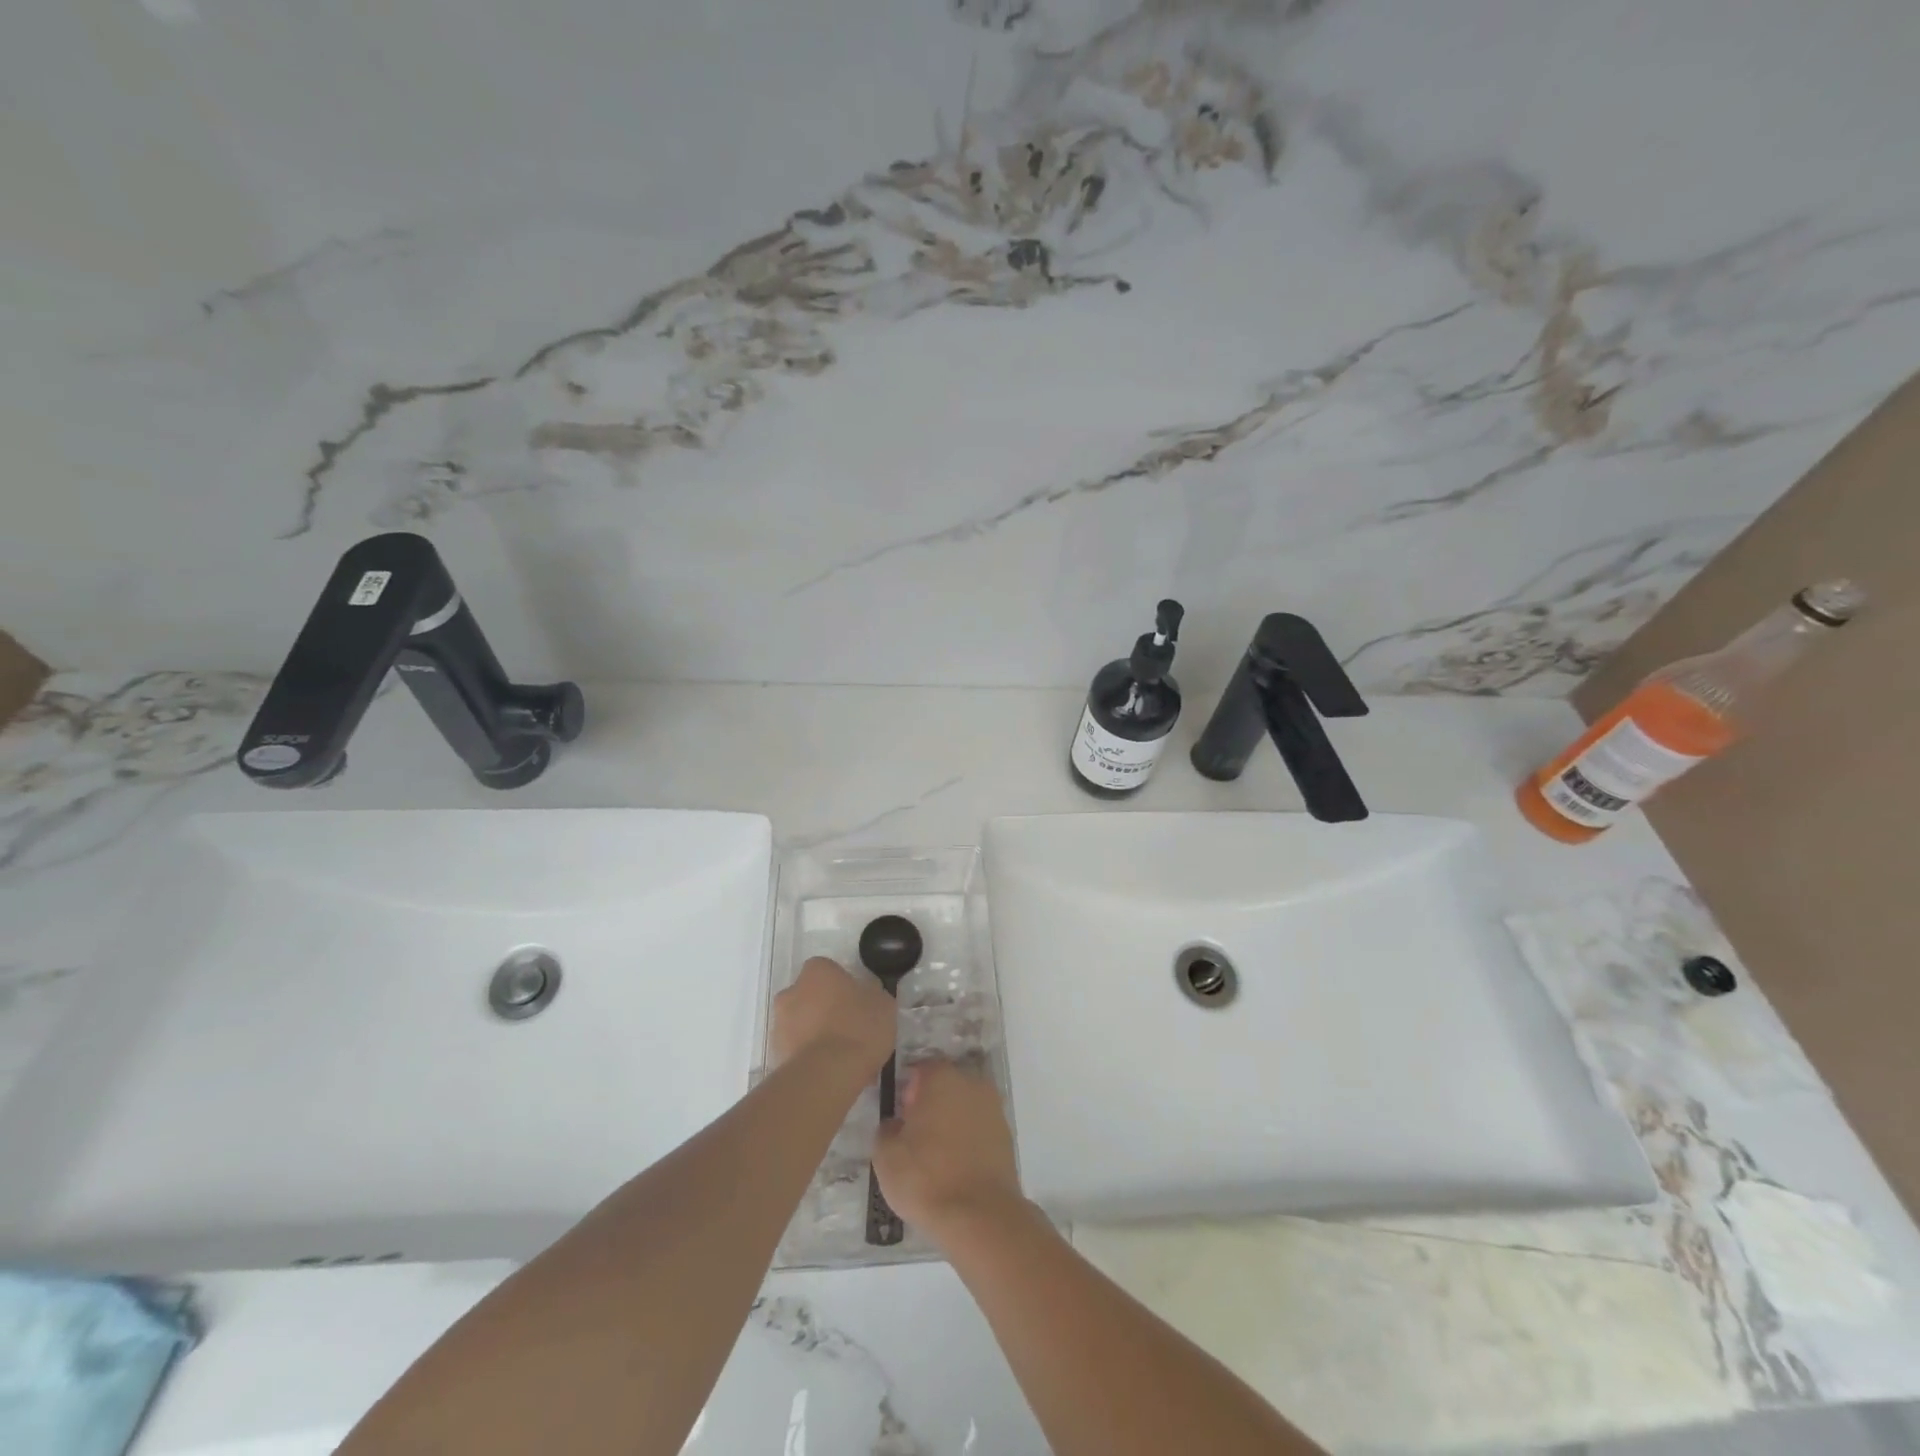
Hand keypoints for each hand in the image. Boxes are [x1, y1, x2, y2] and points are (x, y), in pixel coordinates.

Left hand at [770, 956, 896, 1074]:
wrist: (829, 1073)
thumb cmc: (858, 1026)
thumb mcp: (882, 1003)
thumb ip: (871, 993)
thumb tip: (866, 995)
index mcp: (817, 970)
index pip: (829, 971)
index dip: (844, 987)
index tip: (858, 1004)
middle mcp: (791, 991)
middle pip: (810, 996)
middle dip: (825, 1010)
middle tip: (850, 1028)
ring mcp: (780, 1024)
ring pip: (802, 1024)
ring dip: (817, 1034)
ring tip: (842, 1057)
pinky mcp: (776, 1054)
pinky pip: (798, 1050)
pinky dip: (811, 1057)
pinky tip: (832, 1072)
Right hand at [873, 1058, 1023, 1242]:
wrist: (980, 1217)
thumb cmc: (926, 1178)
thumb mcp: (886, 1155)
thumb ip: (887, 1129)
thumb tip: (895, 1124)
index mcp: (942, 1078)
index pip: (920, 1069)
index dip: (907, 1091)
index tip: (901, 1117)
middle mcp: (972, 1083)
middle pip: (946, 1085)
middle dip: (931, 1104)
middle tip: (916, 1138)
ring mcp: (994, 1109)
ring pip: (964, 1107)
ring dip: (951, 1122)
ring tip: (936, 1157)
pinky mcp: (1007, 1136)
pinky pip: (980, 1129)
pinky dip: (968, 1140)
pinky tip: (956, 1167)